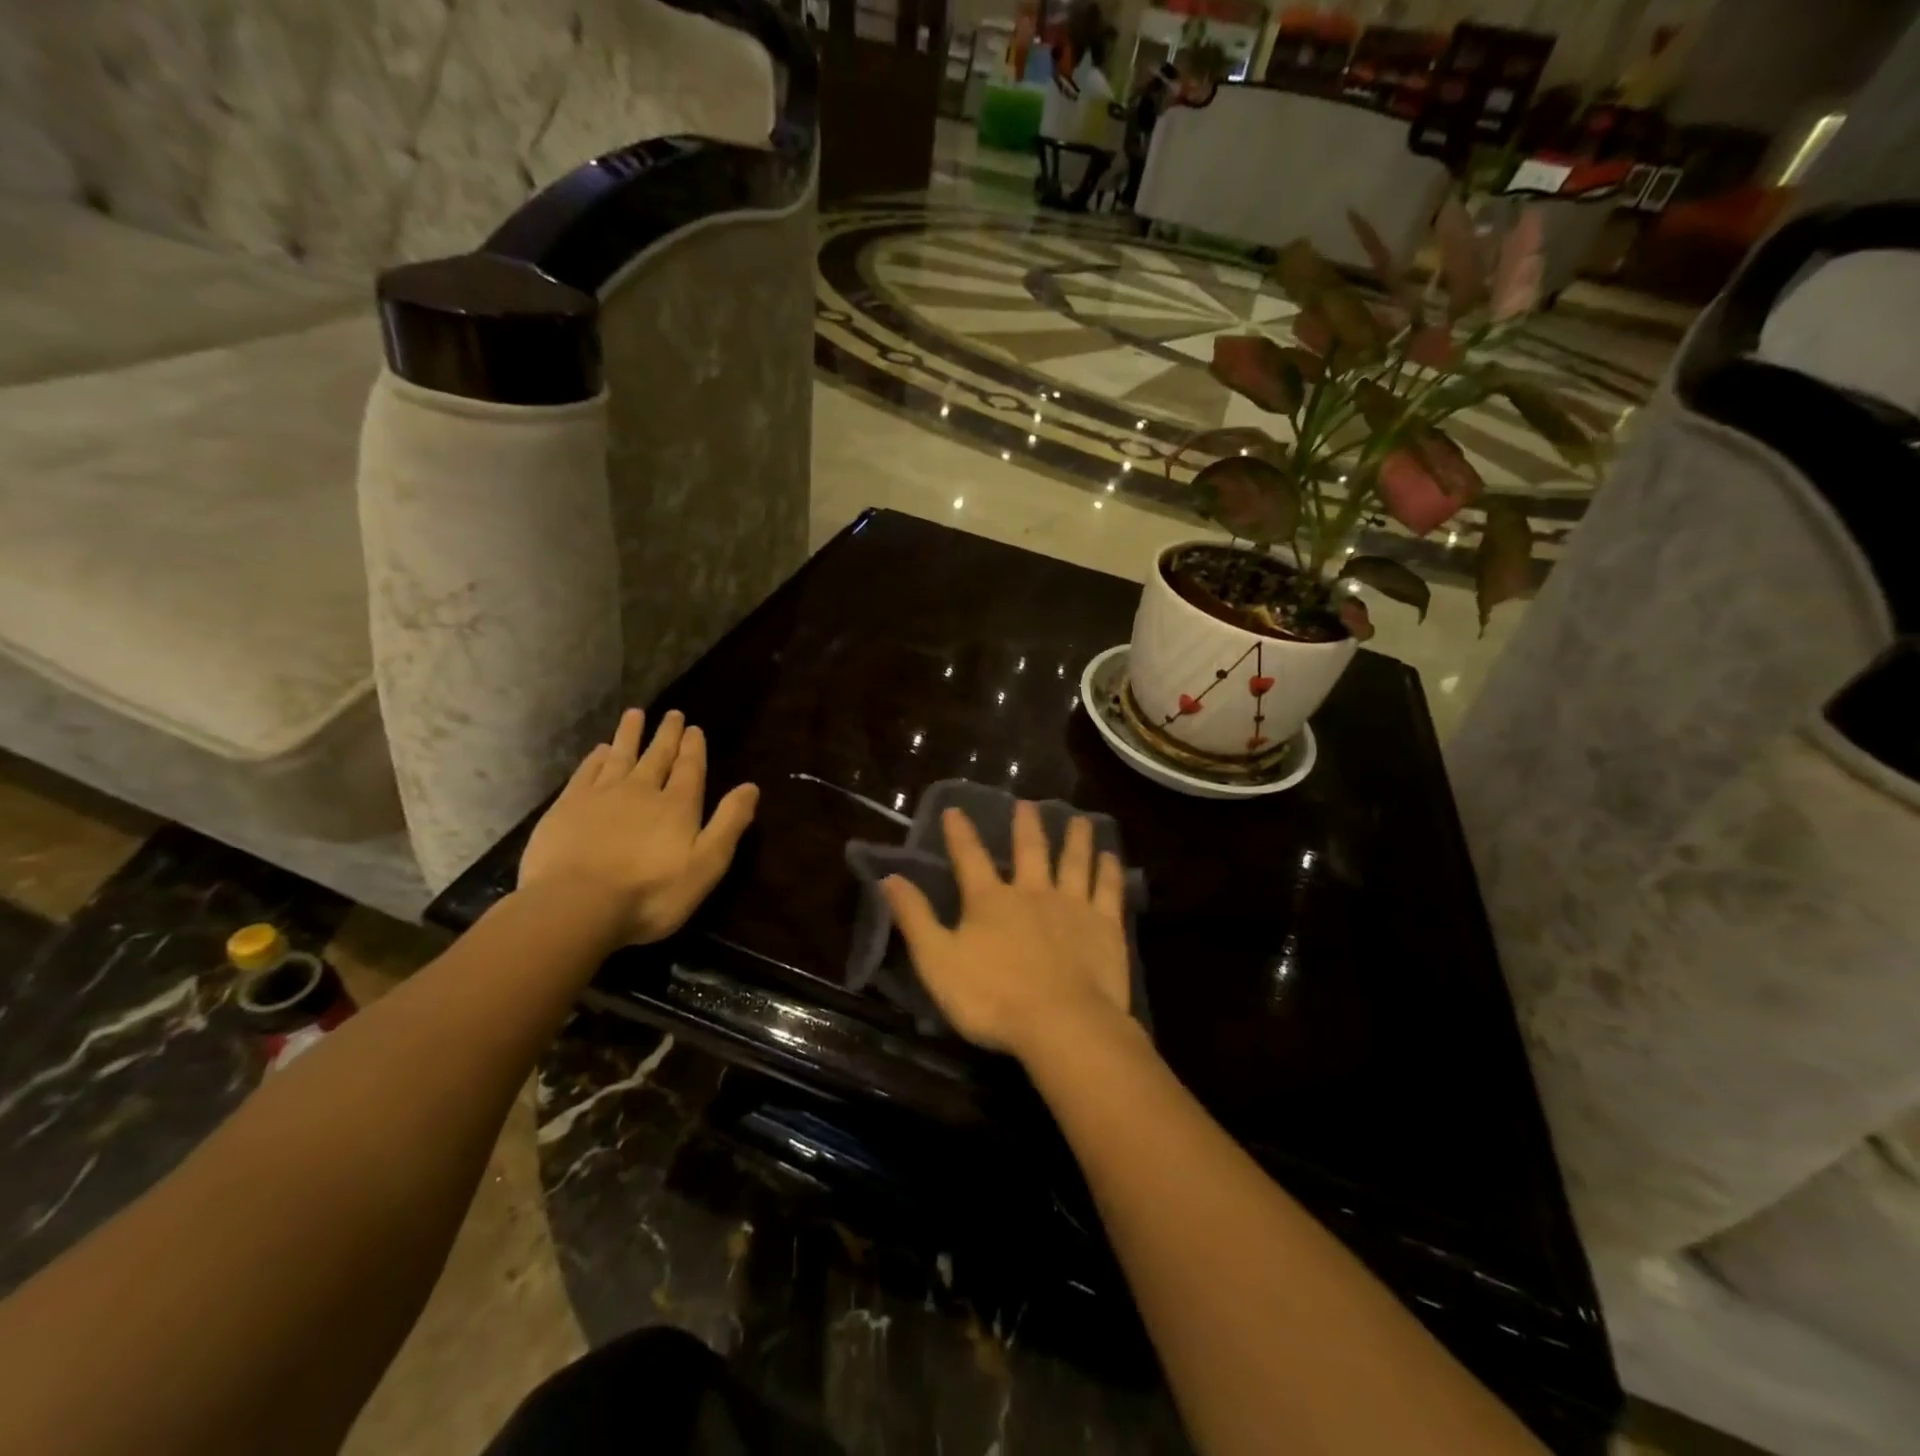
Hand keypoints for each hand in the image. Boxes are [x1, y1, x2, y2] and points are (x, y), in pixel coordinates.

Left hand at [518, 708, 757, 945]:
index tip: (695, 728)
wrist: (576, 905)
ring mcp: (601, 796)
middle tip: (672, 714)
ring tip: (635, 714)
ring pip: (620, 756)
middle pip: (657, 756)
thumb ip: (729, 823)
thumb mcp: (706, 865)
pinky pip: (586, 772)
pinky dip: (595, 758)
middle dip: (667, 735)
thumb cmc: (651, 893)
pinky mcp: (567, 807)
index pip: (690, 768)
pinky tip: (599, 750)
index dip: (694, 747)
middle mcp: (642, 790)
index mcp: (678, 805)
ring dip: (630, 735)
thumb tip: (751, 787)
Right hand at [881, 801, 1132, 1061]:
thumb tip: (889, 877)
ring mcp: (1072, 906)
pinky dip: (1109, 871)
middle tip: (1027, 803)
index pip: (970, 858)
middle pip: (1030, 850)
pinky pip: (1107, 889)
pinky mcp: (1104, 925)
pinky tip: (1111, 857)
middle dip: (1026, 825)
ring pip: (1074, 861)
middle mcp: (1032, 892)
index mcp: (990, 901)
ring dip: (1076, 839)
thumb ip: (915, 918)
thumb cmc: (992, 997)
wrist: (1061, 1023)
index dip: (960, 833)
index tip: (955, 809)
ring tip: (1079, 819)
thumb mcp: (937, 961)